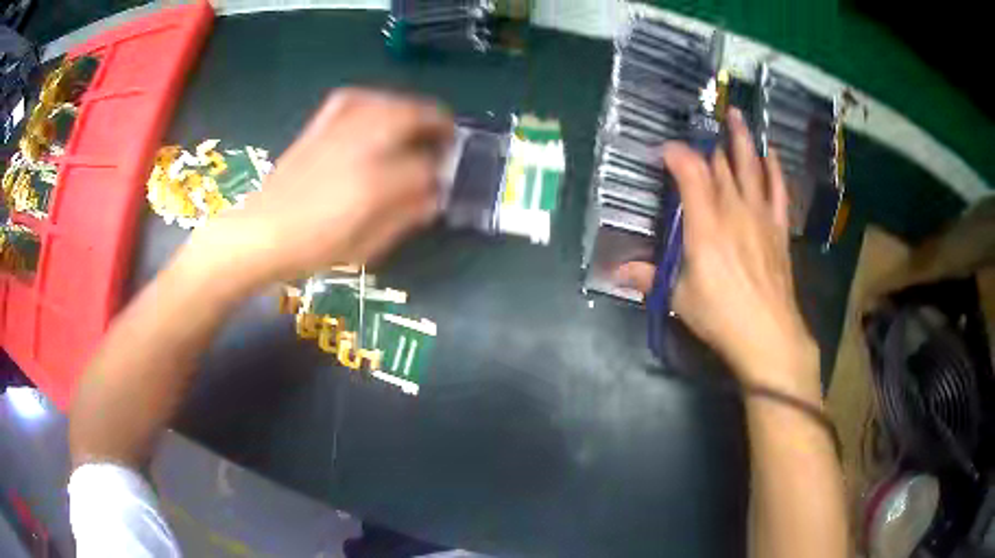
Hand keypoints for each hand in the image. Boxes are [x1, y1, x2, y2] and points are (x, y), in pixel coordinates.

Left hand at [193, 89, 453, 284]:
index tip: (445, 181)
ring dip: (411, 109)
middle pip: (414, 117)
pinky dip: (373, 100)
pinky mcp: (319, 126)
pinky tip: (376, 109)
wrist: (260, 233)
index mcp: (376, 183)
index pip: (426, 167)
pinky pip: (353, 99)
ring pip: (388, 102)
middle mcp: (361, 146)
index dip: (441, 173)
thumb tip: (434, 197)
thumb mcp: (366, 247)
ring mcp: (338, 131)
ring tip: (419, 122)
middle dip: (438, 124)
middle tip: (446, 139)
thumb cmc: (313, 249)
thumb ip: (405, 218)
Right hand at [617, 109, 818, 398]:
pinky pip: (778, 190)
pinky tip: (771, 153)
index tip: (663, 151)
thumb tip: (617, 271)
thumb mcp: (678, 299)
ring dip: (742, 139)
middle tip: (698, 127)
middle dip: (706, 143)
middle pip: (720, 164)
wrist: (768, 333)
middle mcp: (733, 209)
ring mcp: (759, 215)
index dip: (676, 153)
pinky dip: (774, 169)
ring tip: (737, 115)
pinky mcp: (777, 227)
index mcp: (705, 223)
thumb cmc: (720, 315)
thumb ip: (649, 278)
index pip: (690, 171)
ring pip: (750, 167)